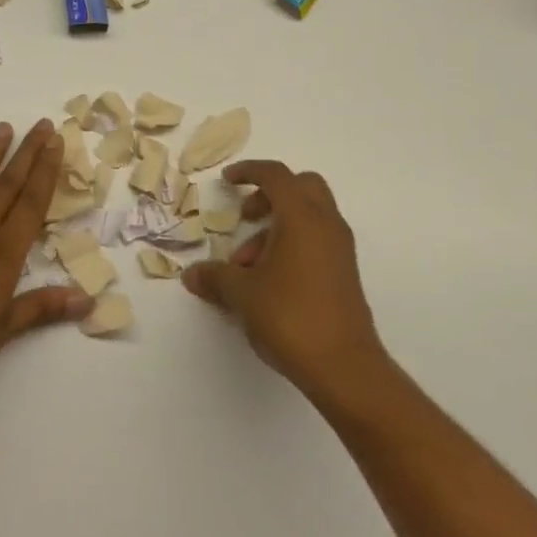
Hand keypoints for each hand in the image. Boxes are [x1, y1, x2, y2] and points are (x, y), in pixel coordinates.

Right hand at [182, 160, 391, 405]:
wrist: (343, 365)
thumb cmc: (290, 316)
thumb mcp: (242, 294)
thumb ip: (215, 277)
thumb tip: (192, 274)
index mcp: (302, 217)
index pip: (276, 175)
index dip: (249, 171)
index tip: (227, 181)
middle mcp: (326, 224)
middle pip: (301, 187)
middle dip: (269, 195)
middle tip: (244, 218)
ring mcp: (340, 248)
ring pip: (308, 216)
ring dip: (275, 228)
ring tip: (246, 268)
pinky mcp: (344, 271)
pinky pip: (316, 240)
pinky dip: (292, 245)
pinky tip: (269, 281)